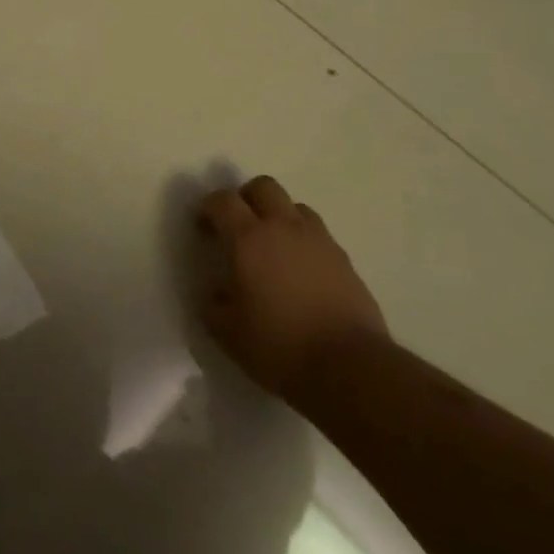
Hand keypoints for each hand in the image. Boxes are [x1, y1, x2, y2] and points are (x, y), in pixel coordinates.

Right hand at [197, 175, 388, 402]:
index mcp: (248, 238)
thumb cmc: (279, 346)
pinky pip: (318, 234)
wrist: (350, 366)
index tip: (203, 227)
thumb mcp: (228, 332)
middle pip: (263, 187)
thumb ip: (214, 304)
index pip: (222, 201)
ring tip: (273, 246)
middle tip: (237, 226)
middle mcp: (283, 227)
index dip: (208, 207)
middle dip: (245, 198)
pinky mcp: (344, 259)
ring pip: (294, 206)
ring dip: (278, 216)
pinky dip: (303, 241)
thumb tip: (217, 292)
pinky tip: (300, 270)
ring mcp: (318, 240)